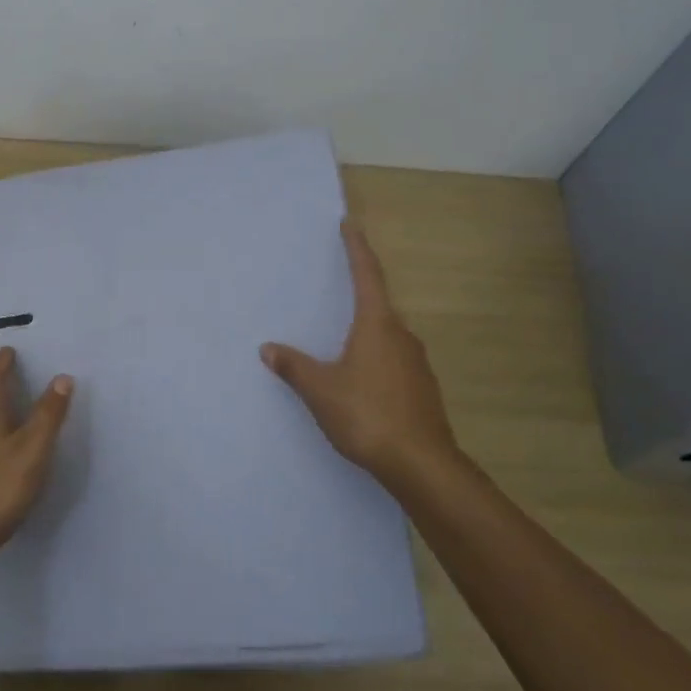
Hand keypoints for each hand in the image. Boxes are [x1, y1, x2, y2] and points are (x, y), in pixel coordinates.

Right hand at [261, 220, 462, 495]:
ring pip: (387, 335)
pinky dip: (376, 357)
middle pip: (379, 304)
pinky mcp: (422, 388)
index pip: (367, 275)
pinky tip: (361, 378)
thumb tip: (268, 349)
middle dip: (359, 293)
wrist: (421, 465)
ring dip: (367, 330)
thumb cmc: (368, 415)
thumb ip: (294, 367)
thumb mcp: (321, 390)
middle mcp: (402, 335)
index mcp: (378, 325)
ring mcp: (417, 363)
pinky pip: (394, 359)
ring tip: (342, 339)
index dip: (357, 248)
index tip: (350, 225)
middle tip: (337, 286)